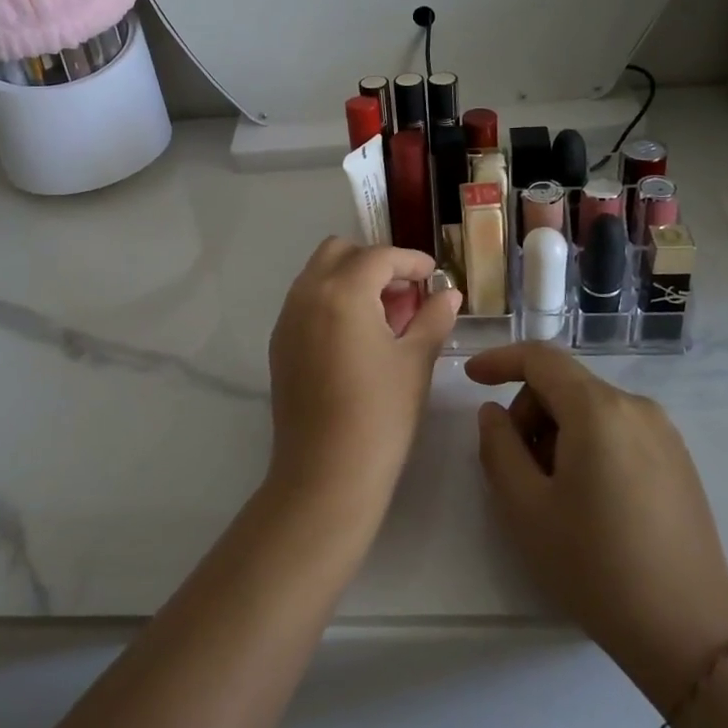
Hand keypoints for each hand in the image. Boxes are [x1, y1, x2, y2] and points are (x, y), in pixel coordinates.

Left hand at [267, 239, 460, 515]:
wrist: (325, 475)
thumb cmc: (380, 415)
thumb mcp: (415, 361)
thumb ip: (433, 317)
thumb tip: (448, 294)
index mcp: (342, 292)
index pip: (380, 257)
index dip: (411, 262)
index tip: (433, 276)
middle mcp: (306, 295)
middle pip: (340, 252)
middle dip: (375, 262)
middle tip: (404, 293)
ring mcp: (287, 319)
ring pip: (318, 274)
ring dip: (351, 279)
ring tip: (385, 316)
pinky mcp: (279, 344)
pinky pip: (306, 302)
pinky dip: (332, 301)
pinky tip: (357, 336)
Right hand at [469, 343, 727, 711]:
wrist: (688, 630)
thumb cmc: (594, 565)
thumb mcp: (525, 507)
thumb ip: (498, 447)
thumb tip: (494, 413)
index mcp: (598, 409)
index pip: (541, 358)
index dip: (500, 360)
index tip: (471, 379)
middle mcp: (635, 406)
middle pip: (565, 385)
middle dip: (530, 413)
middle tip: (517, 469)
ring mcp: (663, 432)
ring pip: (590, 409)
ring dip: (557, 432)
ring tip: (553, 493)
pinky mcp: (677, 459)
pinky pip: (617, 430)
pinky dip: (588, 444)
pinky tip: (588, 499)